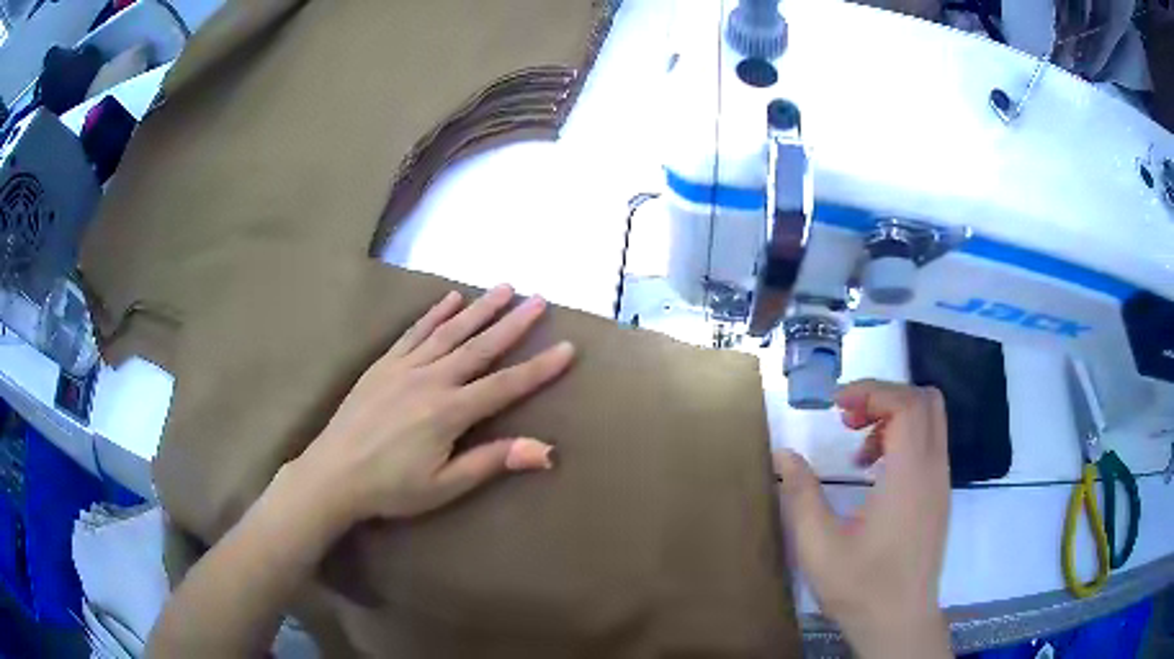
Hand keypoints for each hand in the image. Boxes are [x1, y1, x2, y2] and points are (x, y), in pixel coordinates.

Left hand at [292, 285, 574, 525]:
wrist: (333, 474)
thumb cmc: (391, 488)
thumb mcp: (445, 486)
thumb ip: (492, 461)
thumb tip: (546, 449)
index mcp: (449, 412)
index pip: (506, 385)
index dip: (539, 368)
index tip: (566, 347)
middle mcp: (431, 379)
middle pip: (481, 347)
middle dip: (513, 323)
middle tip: (539, 299)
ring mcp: (405, 367)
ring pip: (450, 331)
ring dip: (480, 308)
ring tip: (504, 287)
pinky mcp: (383, 364)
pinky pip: (414, 332)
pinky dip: (435, 313)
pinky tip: (451, 298)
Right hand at [776, 380, 951, 658]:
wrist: (899, 621)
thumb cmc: (861, 586)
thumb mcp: (818, 545)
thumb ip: (800, 494)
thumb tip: (783, 454)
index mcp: (910, 475)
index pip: (906, 403)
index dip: (872, 391)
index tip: (836, 405)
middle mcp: (934, 470)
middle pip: (925, 401)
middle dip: (885, 396)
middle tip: (848, 418)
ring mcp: (941, 483)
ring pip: (930, 421)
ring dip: (895, 417)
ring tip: (857, 448)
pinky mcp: (939, 496)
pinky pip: (929, 445)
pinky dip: (904, 440)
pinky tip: (873, 473)